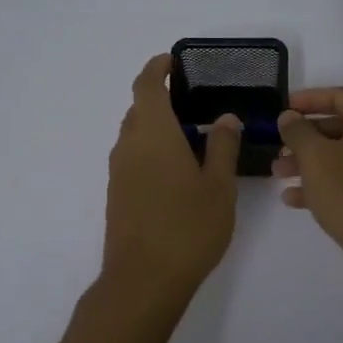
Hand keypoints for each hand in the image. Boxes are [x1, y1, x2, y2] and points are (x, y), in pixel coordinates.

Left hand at [102, 54, 242, 298]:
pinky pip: (133, 158)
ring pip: (135, 136)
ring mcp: (118, 172)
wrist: (143, 280)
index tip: (173, 62)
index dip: (157, 69)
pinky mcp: (117, 195)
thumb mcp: (219, 186)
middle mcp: (129, 146)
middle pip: (139, 110)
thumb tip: (225, 118)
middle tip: (195, 105)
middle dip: (161, 100)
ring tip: (193, 140)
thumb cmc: (188, 227)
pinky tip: (177, 172)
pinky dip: (152, 151)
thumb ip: (223, 147)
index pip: (147, 86)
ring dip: (157, 129)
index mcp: (154, 134)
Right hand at [273, 86, 342, 285]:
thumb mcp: (315, 157)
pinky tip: (292, 199)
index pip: (339, 96)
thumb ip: (298, 131)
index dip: (308, 99)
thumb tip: (289, 117)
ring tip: (278, 174)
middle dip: (304, 136)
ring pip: (340, 156)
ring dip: (308, 162)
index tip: (282, 108)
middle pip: (339, 127)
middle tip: (277, 146)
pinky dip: (321, 184)